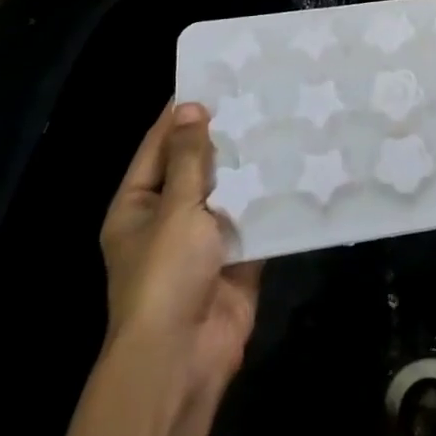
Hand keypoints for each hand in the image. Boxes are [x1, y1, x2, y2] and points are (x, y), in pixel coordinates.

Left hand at [99, 102, 260, 400]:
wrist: (183, 356)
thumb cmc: (165, 276)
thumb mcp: (176, 208)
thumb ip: (191, 159)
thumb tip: (192, 108)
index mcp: (138, 205)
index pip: (158, 146)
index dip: (182, 114)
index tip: (214, 79)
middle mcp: (168, 218)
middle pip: (197, 167)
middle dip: (225, 137)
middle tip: (261, 96)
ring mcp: (204, 240)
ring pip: (230, 192)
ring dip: (251, 167)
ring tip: (284, 122)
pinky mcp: (237, 258)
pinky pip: (254, 220)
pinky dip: (271, 200)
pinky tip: (298, 168)